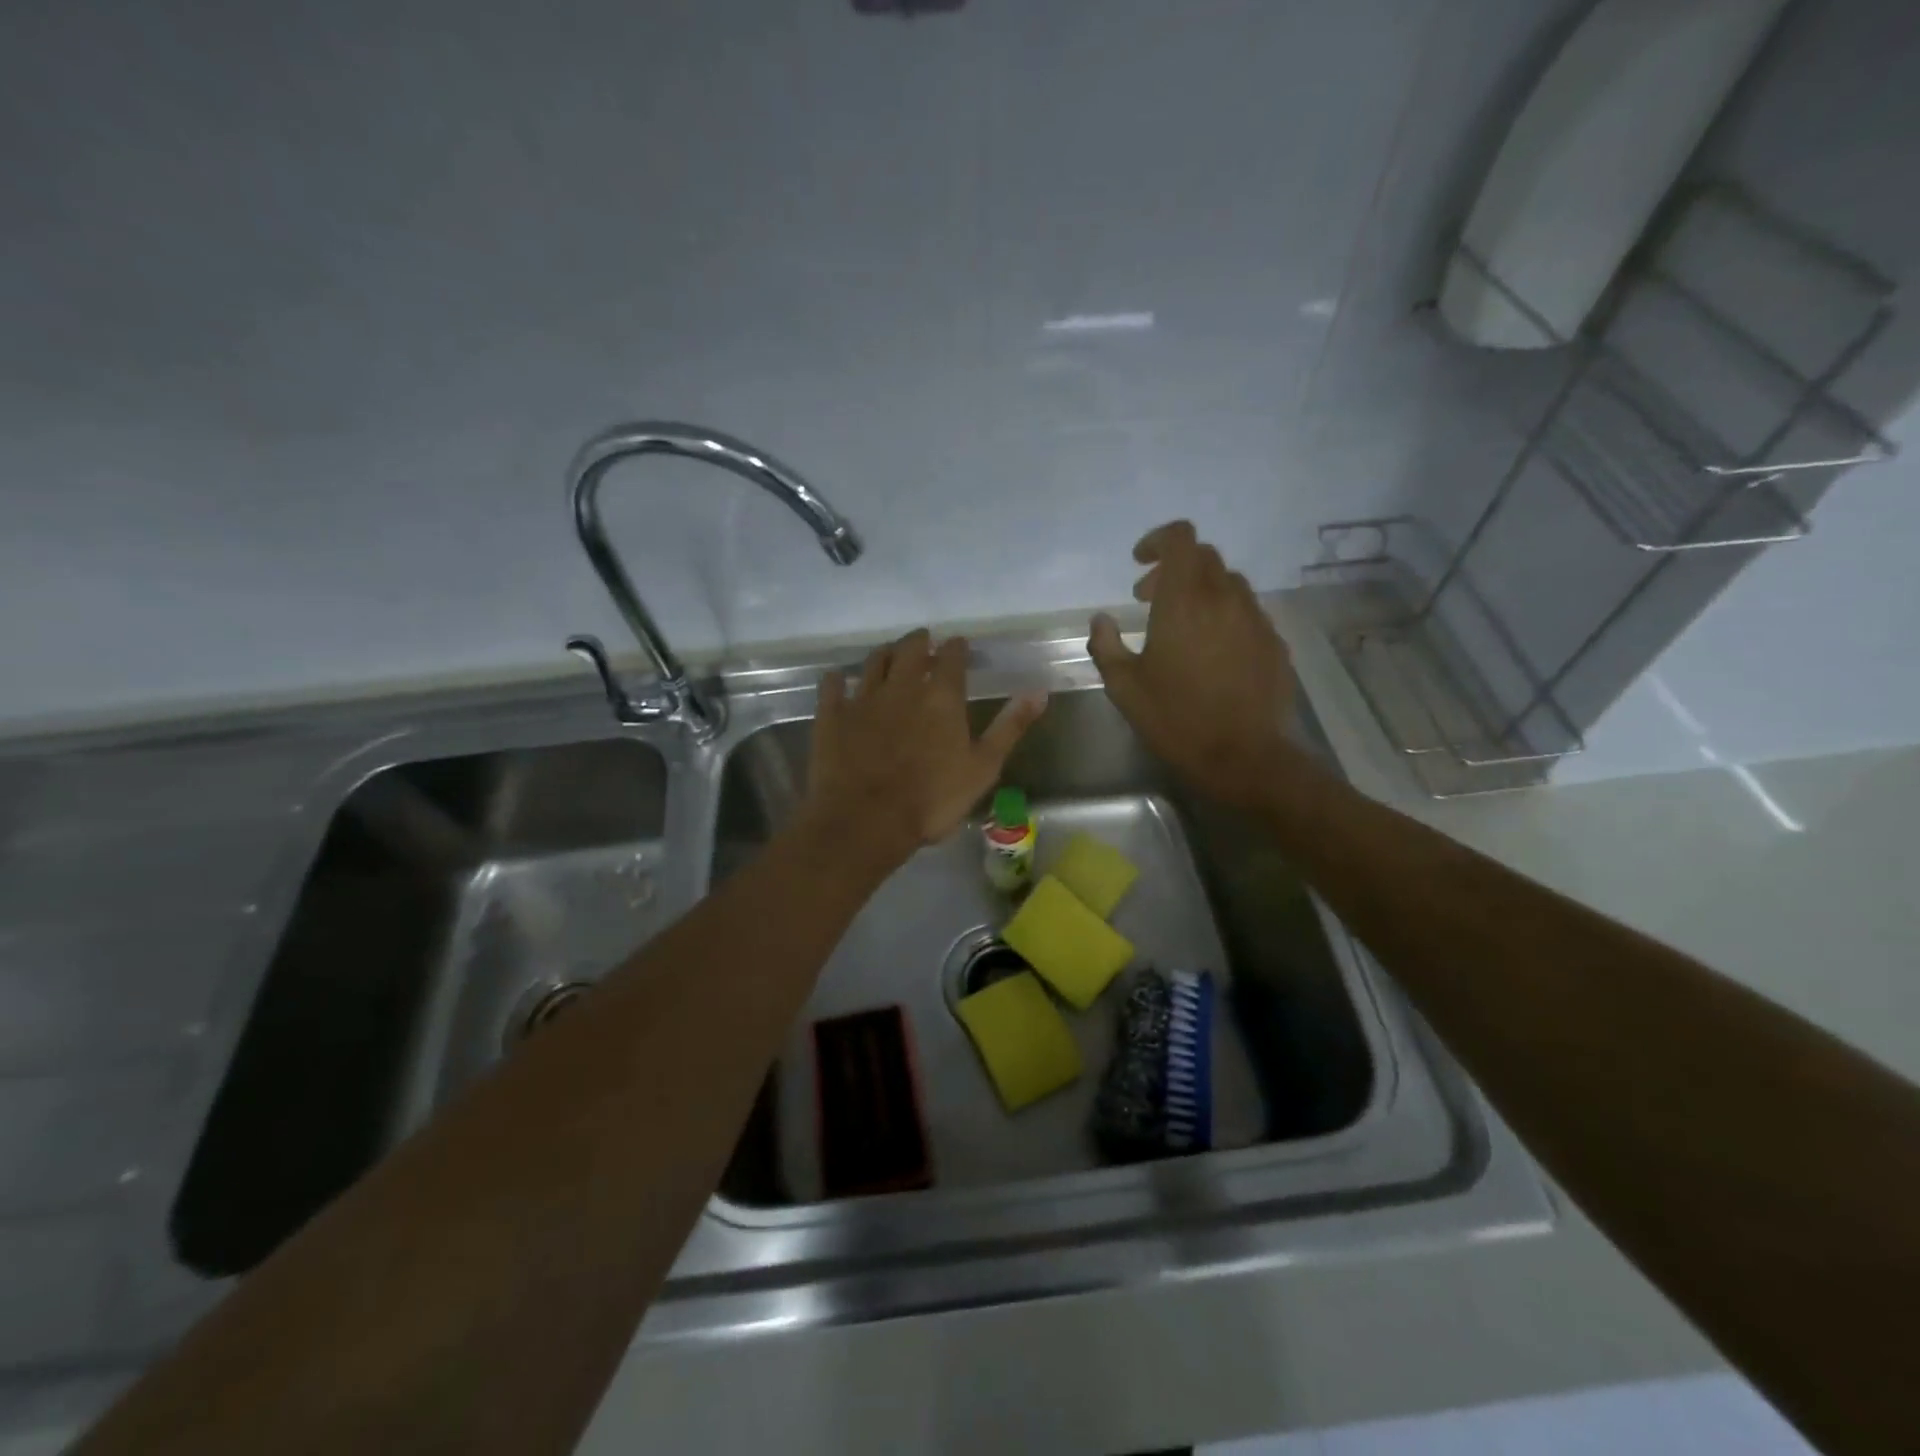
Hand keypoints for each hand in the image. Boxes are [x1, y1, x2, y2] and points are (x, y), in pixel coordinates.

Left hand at [805, 630, 1047, 865]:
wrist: (866, 822)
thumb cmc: (932, 800)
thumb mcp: (983, 767)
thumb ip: (1010, 727)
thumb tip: (1039, 691)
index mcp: (941, 696)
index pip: (952, 656)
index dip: (957, 648)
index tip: (959, 646)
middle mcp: (902, 686)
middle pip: (909, 649)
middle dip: (919, 641)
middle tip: (923, 642)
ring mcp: (863, 699)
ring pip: (873, 661)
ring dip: (884, 653)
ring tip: (890, 655)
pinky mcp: (832, 716)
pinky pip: (832, 686)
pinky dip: (838, 679)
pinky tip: (839, 679)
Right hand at [1087, 521, 1301, 810]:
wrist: (1245, 756)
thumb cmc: (1176, 719)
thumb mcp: (1124, 687)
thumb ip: (1106, 646)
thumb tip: (1101, 620)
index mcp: (1184, 600)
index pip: (1180, 538)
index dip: (1158, 540)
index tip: (1139, 564)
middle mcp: (1225, 598)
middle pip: (1204, 557)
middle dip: (1173, 568)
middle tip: (1149, 600)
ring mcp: (1256, 618)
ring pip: (1229, 583)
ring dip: (1201, 591)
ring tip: (1182, 626)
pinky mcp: (1274, 641)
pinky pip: (1247, 612)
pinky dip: (1225, 615)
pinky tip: (1213, 651)